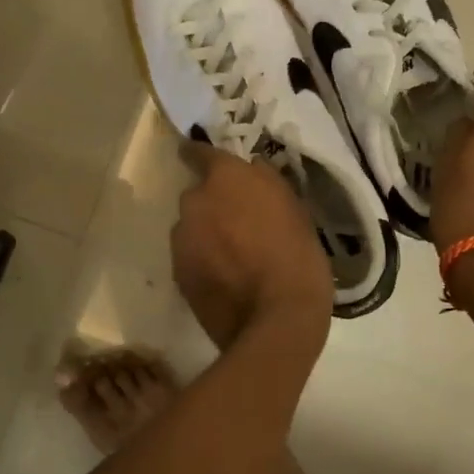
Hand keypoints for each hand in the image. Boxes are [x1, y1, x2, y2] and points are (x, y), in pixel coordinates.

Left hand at [172, 144, 333, 351]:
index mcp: (226, 178)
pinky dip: (203, 260)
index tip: (205, 159)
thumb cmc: (297, 257)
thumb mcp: (296, 209)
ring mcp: (181, 238)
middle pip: (198, 195)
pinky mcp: (177, 272)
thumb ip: (267, 183)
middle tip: (240, 224)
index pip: (200, 152)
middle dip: (214, 204)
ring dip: (207, 233)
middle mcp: (194, 201)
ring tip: (234, 257)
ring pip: (192, 226)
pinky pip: (189, 255)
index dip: (202, 155)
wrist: (276, 321)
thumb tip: (251, 169)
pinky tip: (226, 278)